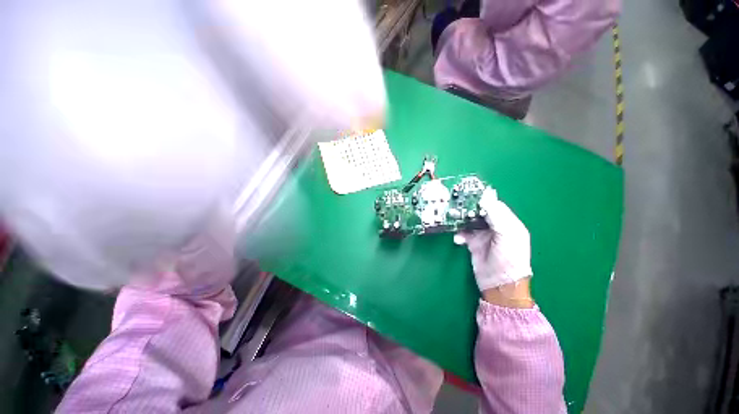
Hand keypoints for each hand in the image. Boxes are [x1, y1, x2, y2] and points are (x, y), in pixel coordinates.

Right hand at [454, 188, 533, 305]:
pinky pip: (463, 233)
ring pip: (469, 221)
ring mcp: (483, 235)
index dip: (482, 199)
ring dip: (461, 221)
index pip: (494, 205)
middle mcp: (495, 226)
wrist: (499, 283)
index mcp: (508, 222)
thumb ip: (496, 214)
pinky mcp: (473, 243)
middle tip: (457, 207)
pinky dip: (459, 234)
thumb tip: (485, 197)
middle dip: (468, 209)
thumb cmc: (509, 257)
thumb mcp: (507, 234)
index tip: (468, 194)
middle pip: (479, 212)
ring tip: (453, 220)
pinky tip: (458, 239)